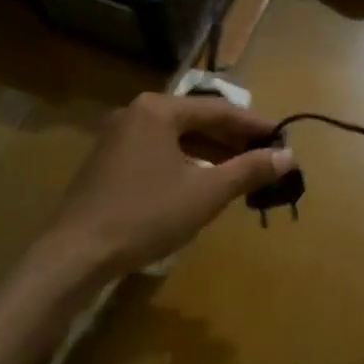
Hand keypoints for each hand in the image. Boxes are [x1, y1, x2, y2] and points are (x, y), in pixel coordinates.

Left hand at [50, 92, 293, 278]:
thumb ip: (249, 170)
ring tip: (241, 171)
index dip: (254, 125)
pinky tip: (202, 181)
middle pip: (196, 120)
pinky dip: (185, 162)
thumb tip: (288, 156)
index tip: (283, 138)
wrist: (76, 253)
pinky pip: (158, 151)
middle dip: (233, 140)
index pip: (219, 110)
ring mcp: (118, 136)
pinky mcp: (108, 160)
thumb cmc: (146, 215)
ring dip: (210, 152)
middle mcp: (137, 112)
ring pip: (177, 137)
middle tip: (265, 157)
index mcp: (159, 109)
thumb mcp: (206, 193)